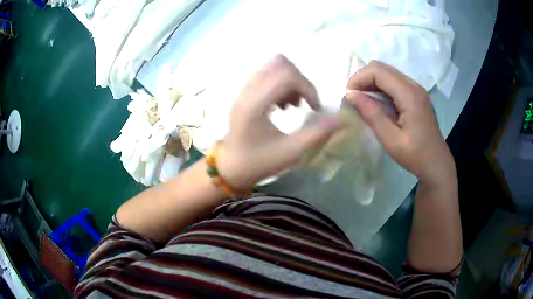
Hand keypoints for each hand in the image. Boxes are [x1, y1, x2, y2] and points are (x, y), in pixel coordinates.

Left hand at [217, 55, 343, 190]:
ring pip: (273, 66)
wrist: (232, 166)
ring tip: (293, 105)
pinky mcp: (245, 91)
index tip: (315, 109)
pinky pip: (267, 73)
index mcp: (255, 105)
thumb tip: (344, 119)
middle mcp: (247, 91)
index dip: (308, 88)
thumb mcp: (291, 152)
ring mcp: (244, 89)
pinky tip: (283, 105)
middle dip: (300, 81)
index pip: (287, 75)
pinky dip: (281, 83)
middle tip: (304, 104)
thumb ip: (318, 134)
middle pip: (280, 63)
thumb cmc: (260, 162)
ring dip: (291, 81)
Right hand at [345, 61, 455, 186]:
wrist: (437, 164)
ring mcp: (416, 89)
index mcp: (410, 95)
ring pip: (388, 72)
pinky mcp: (416, 95)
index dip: (359, 78)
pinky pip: (394, 82)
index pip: (378, 72)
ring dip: (371, 82)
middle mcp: (414, 86)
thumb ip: (372, 115)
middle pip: (382, 67)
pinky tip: (377, 103)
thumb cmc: (416, 155)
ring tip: (362, 100)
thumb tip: (350, 95)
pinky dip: (381, 87)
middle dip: (363, 78)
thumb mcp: (391, 140)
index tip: (347, 96)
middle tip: (353, 98)